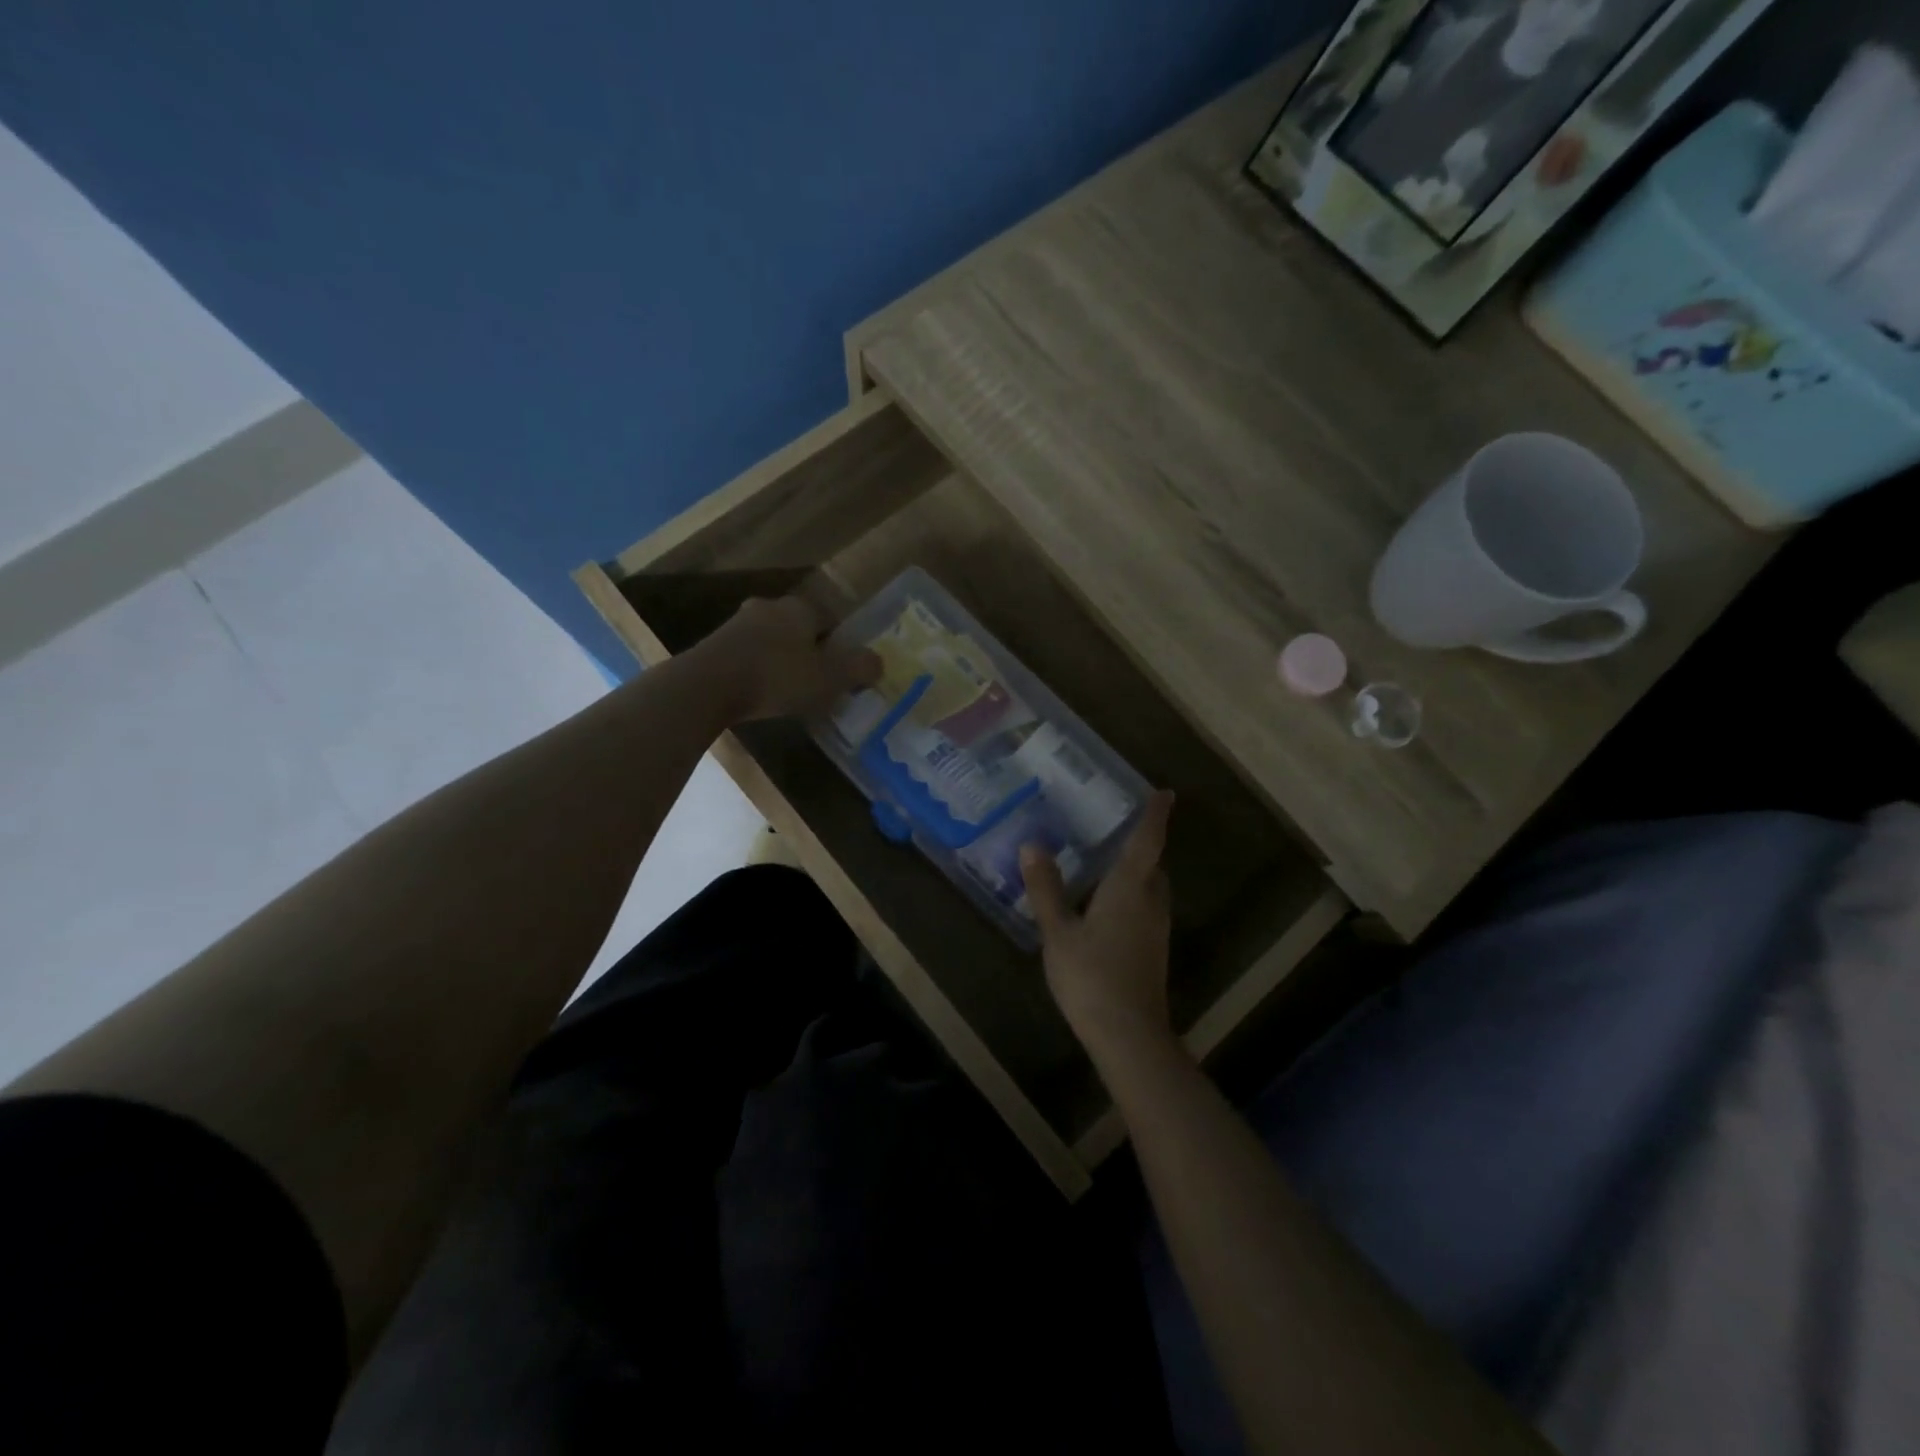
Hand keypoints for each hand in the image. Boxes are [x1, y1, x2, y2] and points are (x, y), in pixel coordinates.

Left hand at [696, 597, 880, 721]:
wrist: (707, 686)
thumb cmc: (777, 677)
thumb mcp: (829, 678)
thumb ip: (859, 669)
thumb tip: (879, 662)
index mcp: (799, 608)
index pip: (829, 619)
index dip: (838, 644)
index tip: (841, 670)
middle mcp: (768, 607)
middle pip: (797, 627)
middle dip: (807, 650)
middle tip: (816, 680)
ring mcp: (737, 624)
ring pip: (770, 640)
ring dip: (780, 660)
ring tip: (787, 690)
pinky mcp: (714, 646)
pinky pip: (747, 656)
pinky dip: (756, 670)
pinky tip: (758, 693)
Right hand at [1021, 792, 1176, 1059]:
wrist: (1128, 1035)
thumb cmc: (1091, 975)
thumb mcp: (1058, 931)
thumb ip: (1046, 889)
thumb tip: (1032, 845)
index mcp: (1130, 888)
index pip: (1148, 841)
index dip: (1156, 815)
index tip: (1165, 792)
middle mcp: (1150, 903)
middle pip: (1152, 865)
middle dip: (1142, 846)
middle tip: (1117, 829)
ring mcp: (1155, 930)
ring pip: (1151, 890)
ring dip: (1137, 873)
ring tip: (1105, 864)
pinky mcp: (1152, 952)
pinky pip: (1146, 910)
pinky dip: (1131, 898)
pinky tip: (1104, 908)